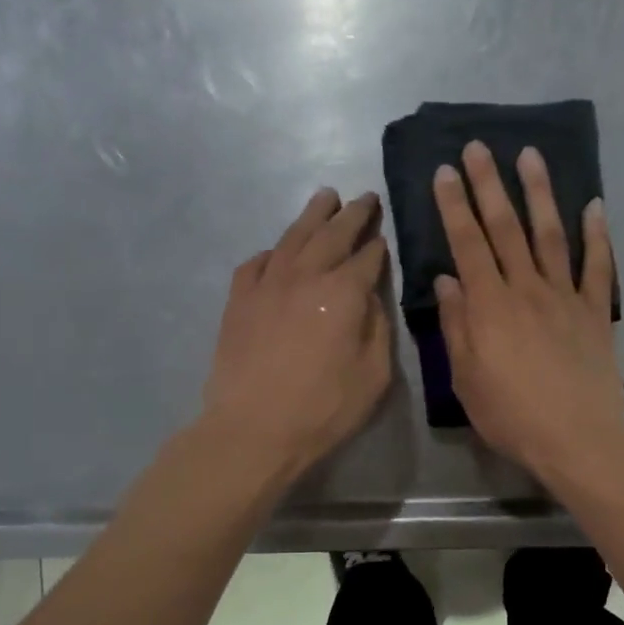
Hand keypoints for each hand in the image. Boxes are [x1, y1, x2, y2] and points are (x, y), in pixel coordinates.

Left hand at [201, 188, 391, 477]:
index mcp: (343, 292)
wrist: (253, 428)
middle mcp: (305, 276)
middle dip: (352, 214)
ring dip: (312, 215)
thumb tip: (368, 297)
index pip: (367, 258)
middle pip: (332, 234)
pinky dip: (271, 252)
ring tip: (325, 197)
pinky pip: (256, 263)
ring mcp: (267, 284)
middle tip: (364, 198)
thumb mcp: (374, 375)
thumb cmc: (324, 408)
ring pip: (293, 238)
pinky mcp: (239, 300)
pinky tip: (276, 253)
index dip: (378, 246)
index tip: (384, 235)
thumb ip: (376, 328)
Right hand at [433, 141, 623, 478]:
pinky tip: (594, 206)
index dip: (455, 206)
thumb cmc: (512, 415)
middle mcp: (526, 289)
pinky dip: (597, 235)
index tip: (446, 171)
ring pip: (550, 235)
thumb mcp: (466, 379)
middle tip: (479, 146)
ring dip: (539, 193)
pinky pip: (597, 266)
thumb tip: (447, 280)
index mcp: (489, 306)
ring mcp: (565, 297)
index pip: (467, 244)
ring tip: (530, 155)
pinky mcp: (595, 312)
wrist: (577, 437)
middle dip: (489, 185)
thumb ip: (456, 326)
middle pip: (506, 228)